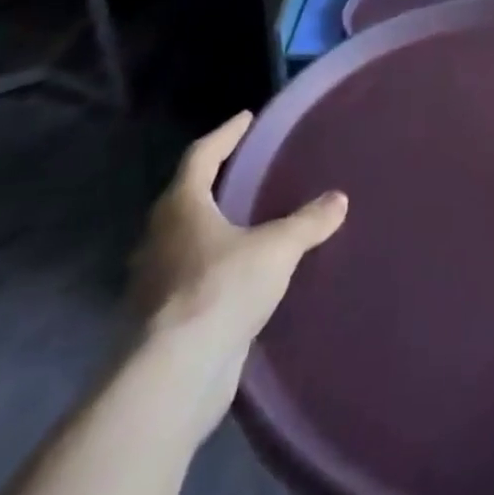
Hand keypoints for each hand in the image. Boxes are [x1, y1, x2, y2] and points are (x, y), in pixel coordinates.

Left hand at [130, 113, 346, 425]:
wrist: (173, 376)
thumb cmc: (221, 289)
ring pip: (182, 242)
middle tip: (243, 171)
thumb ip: (308, 222)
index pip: (201, 156)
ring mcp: (153, 282)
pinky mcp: (160, 320)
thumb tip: (339, 198)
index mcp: (180, 208)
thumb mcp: (277, 248)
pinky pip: (188, 279)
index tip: (245, 118)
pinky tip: (237, 277)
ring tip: (244, 224)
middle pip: (184, 198)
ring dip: (209, 230)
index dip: (225, 135)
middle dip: (212, 183)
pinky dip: (211, 269)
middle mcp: (159, 238)